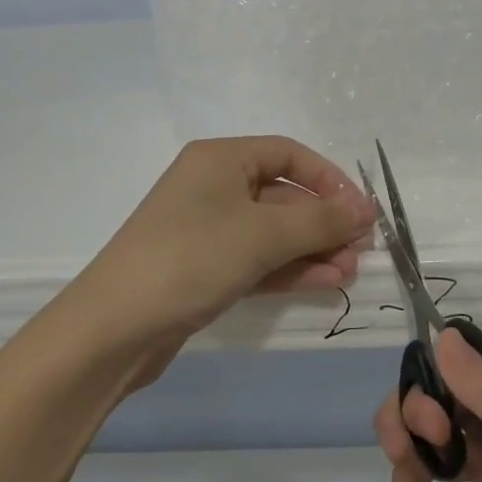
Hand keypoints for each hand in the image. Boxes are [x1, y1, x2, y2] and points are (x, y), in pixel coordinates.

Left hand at [69, 136, 375, 354]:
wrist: (115, 327)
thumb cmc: (193, 258)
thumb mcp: (264, 234)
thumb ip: (321, 220)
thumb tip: (366, 208)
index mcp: (220, 158)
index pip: (288, 154)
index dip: (329, 179)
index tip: (360, 210)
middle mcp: (212, 186)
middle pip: (282, 194)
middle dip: (323, 221)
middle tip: (359, 249)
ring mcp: (205, 229)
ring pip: (271, 231)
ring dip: (311, 248)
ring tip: (348, 272)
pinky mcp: (202, 267)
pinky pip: (255, 258)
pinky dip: (287, 267)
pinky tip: (322, 282)